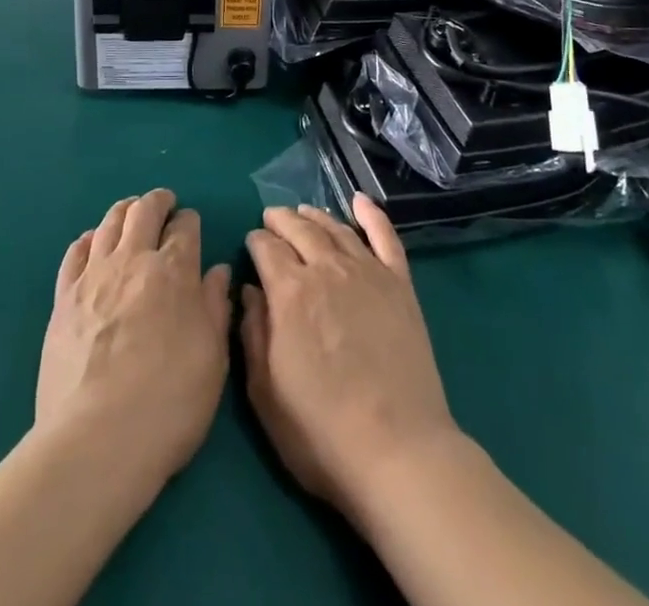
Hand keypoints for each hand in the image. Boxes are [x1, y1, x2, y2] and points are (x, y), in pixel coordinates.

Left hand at [37, 191, 232, 482]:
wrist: (97, 440)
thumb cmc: (169, 402)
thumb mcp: (213, 358)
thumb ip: (216, 307)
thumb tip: (218, 271)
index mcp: (174, 271)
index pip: (185, 226)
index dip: (190, 221)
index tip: (192, 225)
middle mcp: (133, 260)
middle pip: (144, 211)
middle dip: (157, 201)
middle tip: (164, 204)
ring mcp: (93, 276)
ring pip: (109, 223)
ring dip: (124, 211)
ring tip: (131, 214)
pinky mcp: (63, 298)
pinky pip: (74, 252)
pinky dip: (88, 239)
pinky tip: (92, 243)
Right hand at [241, 195, 459, 516]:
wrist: (398, 449)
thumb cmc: (321, 430)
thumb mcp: (265, 392)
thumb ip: (252, 333)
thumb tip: (249, 290)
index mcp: (289, 291)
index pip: (266, 247)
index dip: (256, 241)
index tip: (252, 245)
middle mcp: (326, 269)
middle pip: (299, 229)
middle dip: (281, 220)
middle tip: (272, 218)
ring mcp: (367, 272)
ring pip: (336, 229)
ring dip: (316, 216)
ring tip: (304, 212)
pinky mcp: (399, 284)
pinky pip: (385, 237)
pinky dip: (372, 214)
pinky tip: (360, 200)